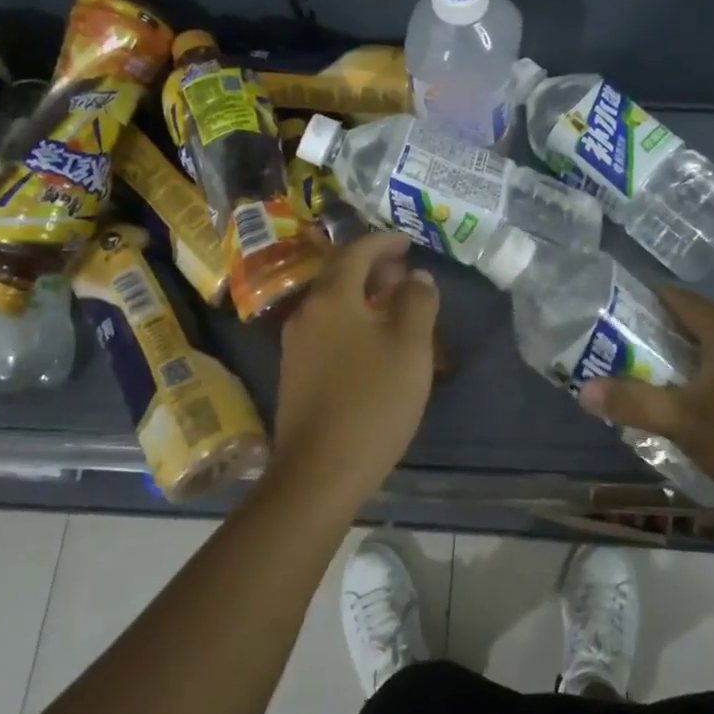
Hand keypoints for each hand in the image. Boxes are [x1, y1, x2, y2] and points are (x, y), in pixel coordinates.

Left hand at [267, 232, 439, 514]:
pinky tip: (374, 342)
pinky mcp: (296, 374)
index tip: (408, 241)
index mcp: (332, 298)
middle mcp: (307, 314)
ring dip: (363, 295)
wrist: (319, 472)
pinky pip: (328, 329)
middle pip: (340, 276)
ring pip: (333, 304)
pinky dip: (353, 319)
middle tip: (405, 271)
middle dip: (373, 267)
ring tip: (395, 303)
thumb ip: (417, 302)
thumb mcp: (409, 346)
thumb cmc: (372, 401)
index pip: (356, 252)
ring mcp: (296, 346)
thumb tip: (417, 277)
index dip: (384, 241)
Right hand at [576, 287, 713, 521]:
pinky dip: (707, 376)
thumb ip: (633, 402)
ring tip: (647, 380)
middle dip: (657, 334)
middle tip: (619, 353)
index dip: (642, 301)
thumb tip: (584, 390)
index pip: (679, 299)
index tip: (610, 315)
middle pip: (697, 322)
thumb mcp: (684, 424)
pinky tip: (691, 405)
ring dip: (682, 359)